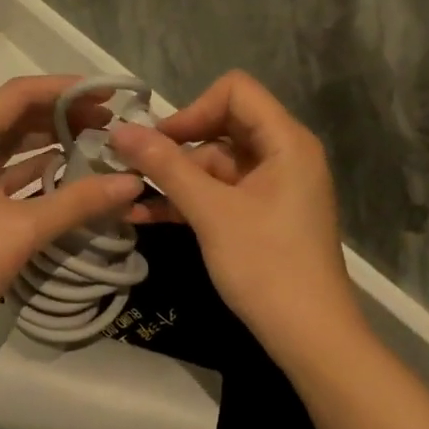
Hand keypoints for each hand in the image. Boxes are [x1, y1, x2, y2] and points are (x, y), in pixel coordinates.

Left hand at [0, 76, 145, 361]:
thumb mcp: (22, 229)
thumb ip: (78, 202)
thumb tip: (132, 181)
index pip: (18, 95)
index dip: (64, 88)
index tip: (106, 95)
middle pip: (16, 118)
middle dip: (63, 116)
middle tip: (110, 124)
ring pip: (13, 148)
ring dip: (52, 143)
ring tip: (97, 146)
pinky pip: (8, 177)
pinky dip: (38, 173)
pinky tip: (69, 178)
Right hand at [110, 71, 363, 365]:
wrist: (309, 336)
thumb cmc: (265, 265)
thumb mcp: (210, 211)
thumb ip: (165, 166)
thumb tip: (119, 130)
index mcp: (285, 142)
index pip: (235, 92)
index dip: (192, 109)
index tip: (159, 143)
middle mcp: (282, 155)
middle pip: (221, 127)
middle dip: (175, 147)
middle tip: (132, 168)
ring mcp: (271, 187)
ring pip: (214, 164)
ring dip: (173, 179)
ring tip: (127, 196)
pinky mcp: (260, 215)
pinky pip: (219, 193)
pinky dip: (187, 201)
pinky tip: (144, 216)